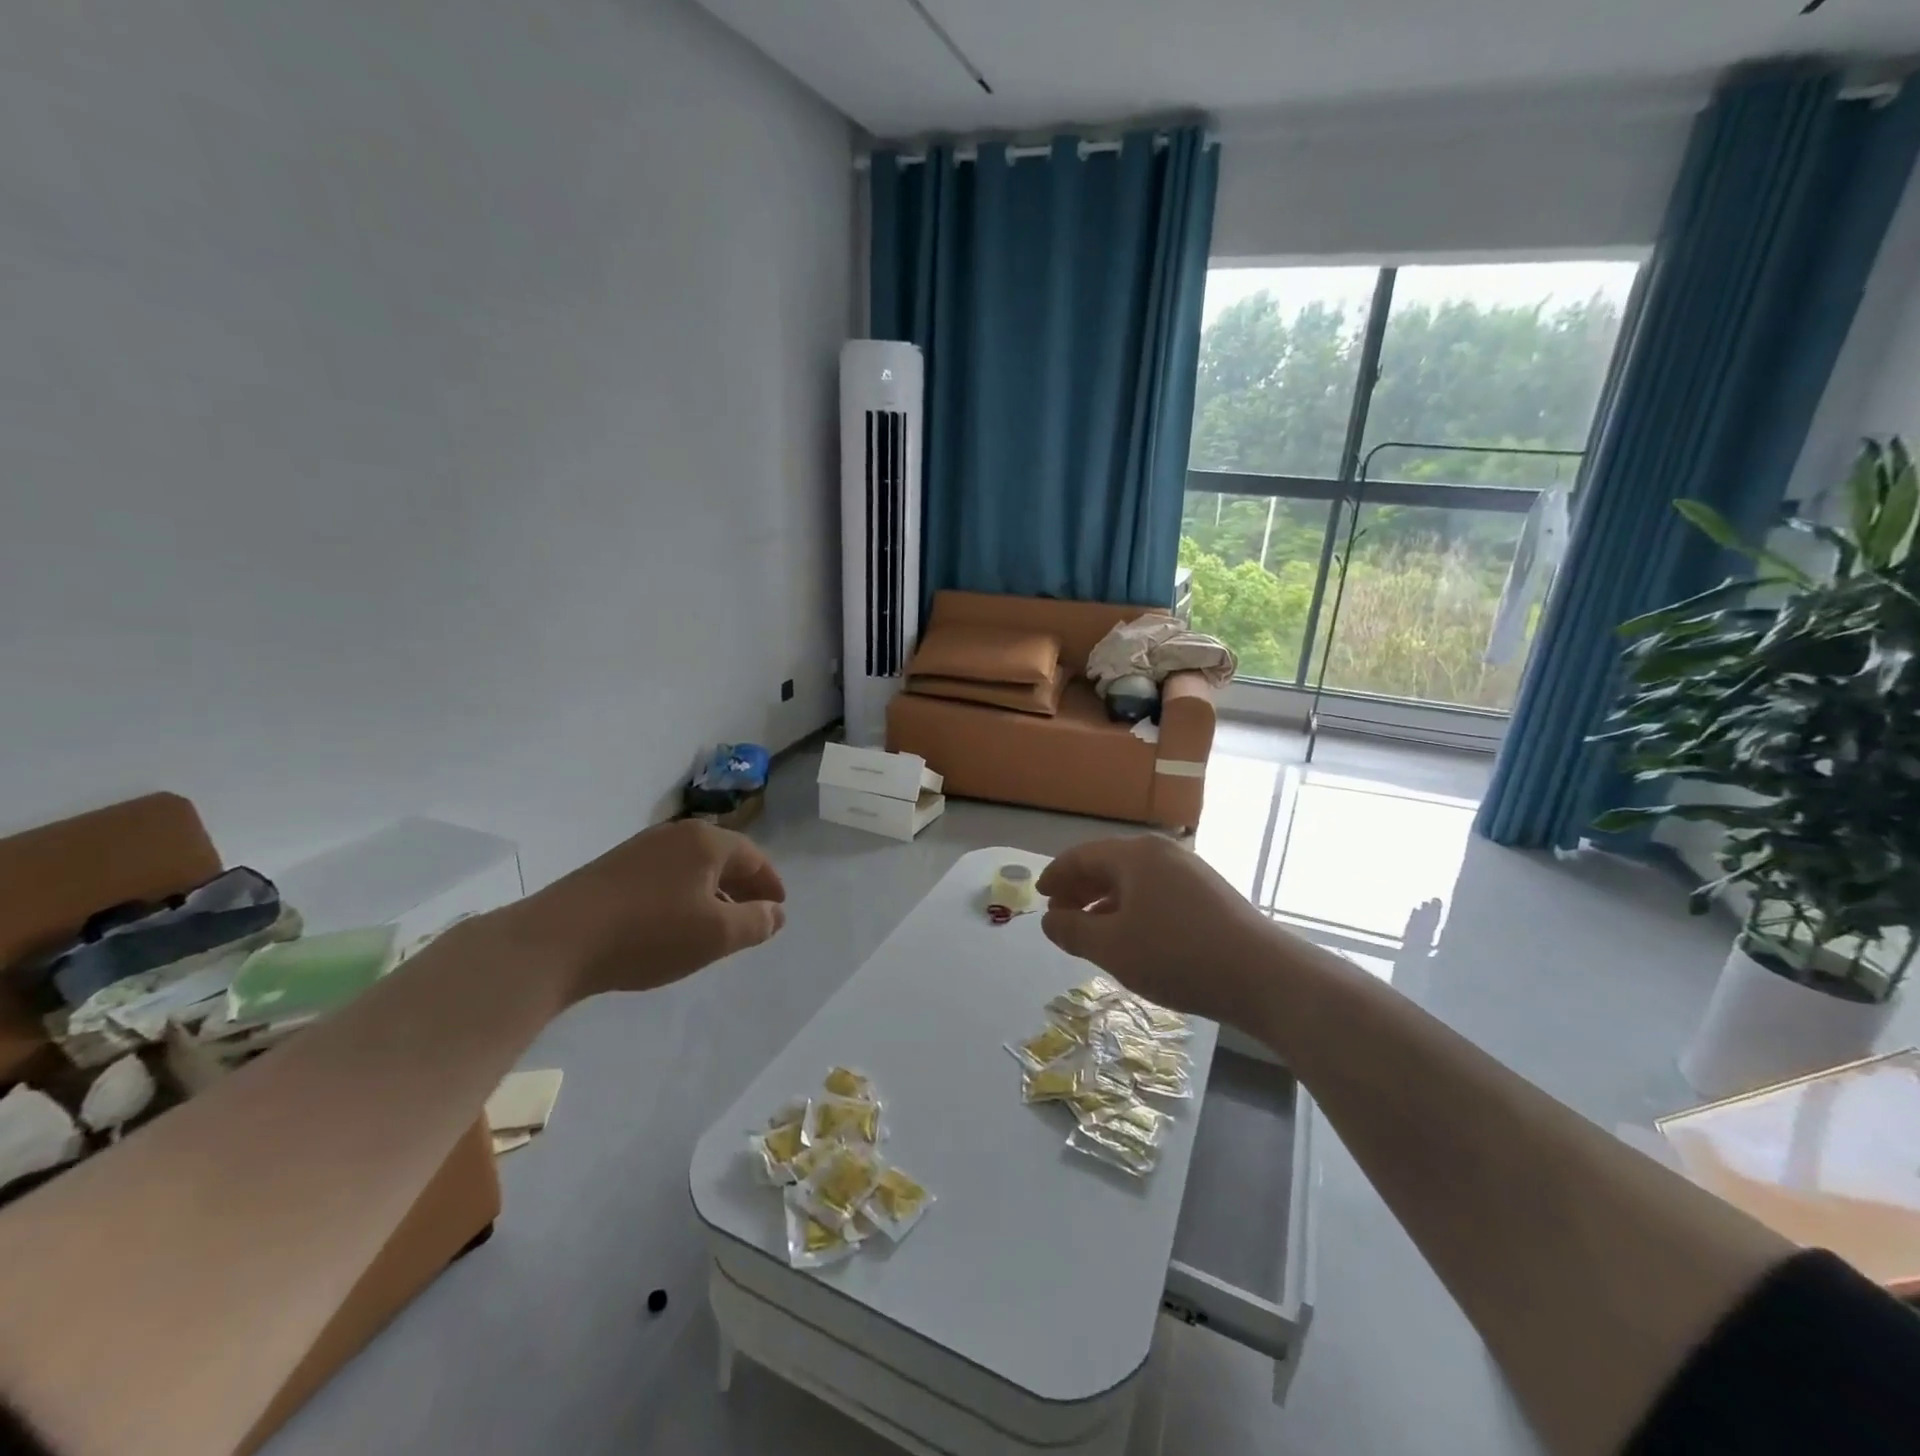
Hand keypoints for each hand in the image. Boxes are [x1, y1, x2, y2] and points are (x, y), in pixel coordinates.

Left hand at [504, 820, 786, 1000]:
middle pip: (722, 856)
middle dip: (742, 885)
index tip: (779, 907)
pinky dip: (683, 894)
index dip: (770, 883)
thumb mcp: (715, 936)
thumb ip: (755, 922)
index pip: (753, 856)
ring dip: (712, 891)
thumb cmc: (649, 934)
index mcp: (706, 842)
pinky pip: (665, 875)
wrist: (556, 941)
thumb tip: (776, 912)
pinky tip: (674, 922)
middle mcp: (675, 834)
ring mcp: (640, 848)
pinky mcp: (613, 868)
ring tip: (716, 923)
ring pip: (692, 866)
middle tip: (754, 914)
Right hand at [1037, 836, 1283, 1025]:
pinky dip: (1134, 909)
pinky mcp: (1210, 895)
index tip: (1039, 896)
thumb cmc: (1177, 955)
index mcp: (1135, 855)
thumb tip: (1049, 921)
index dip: (1055, 875)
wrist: (1264, 976)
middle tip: (1060, 916)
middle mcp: (1162, 853)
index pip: (1082, 856)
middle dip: (1080, 889)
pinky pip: (1157, 893)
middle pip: (1109, 864)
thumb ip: (1073, 932)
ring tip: (1092, 931)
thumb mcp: (1112, 948)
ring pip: (1135, 881)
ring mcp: (1191, 872)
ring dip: (1106, 902)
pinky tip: (1133, 937)